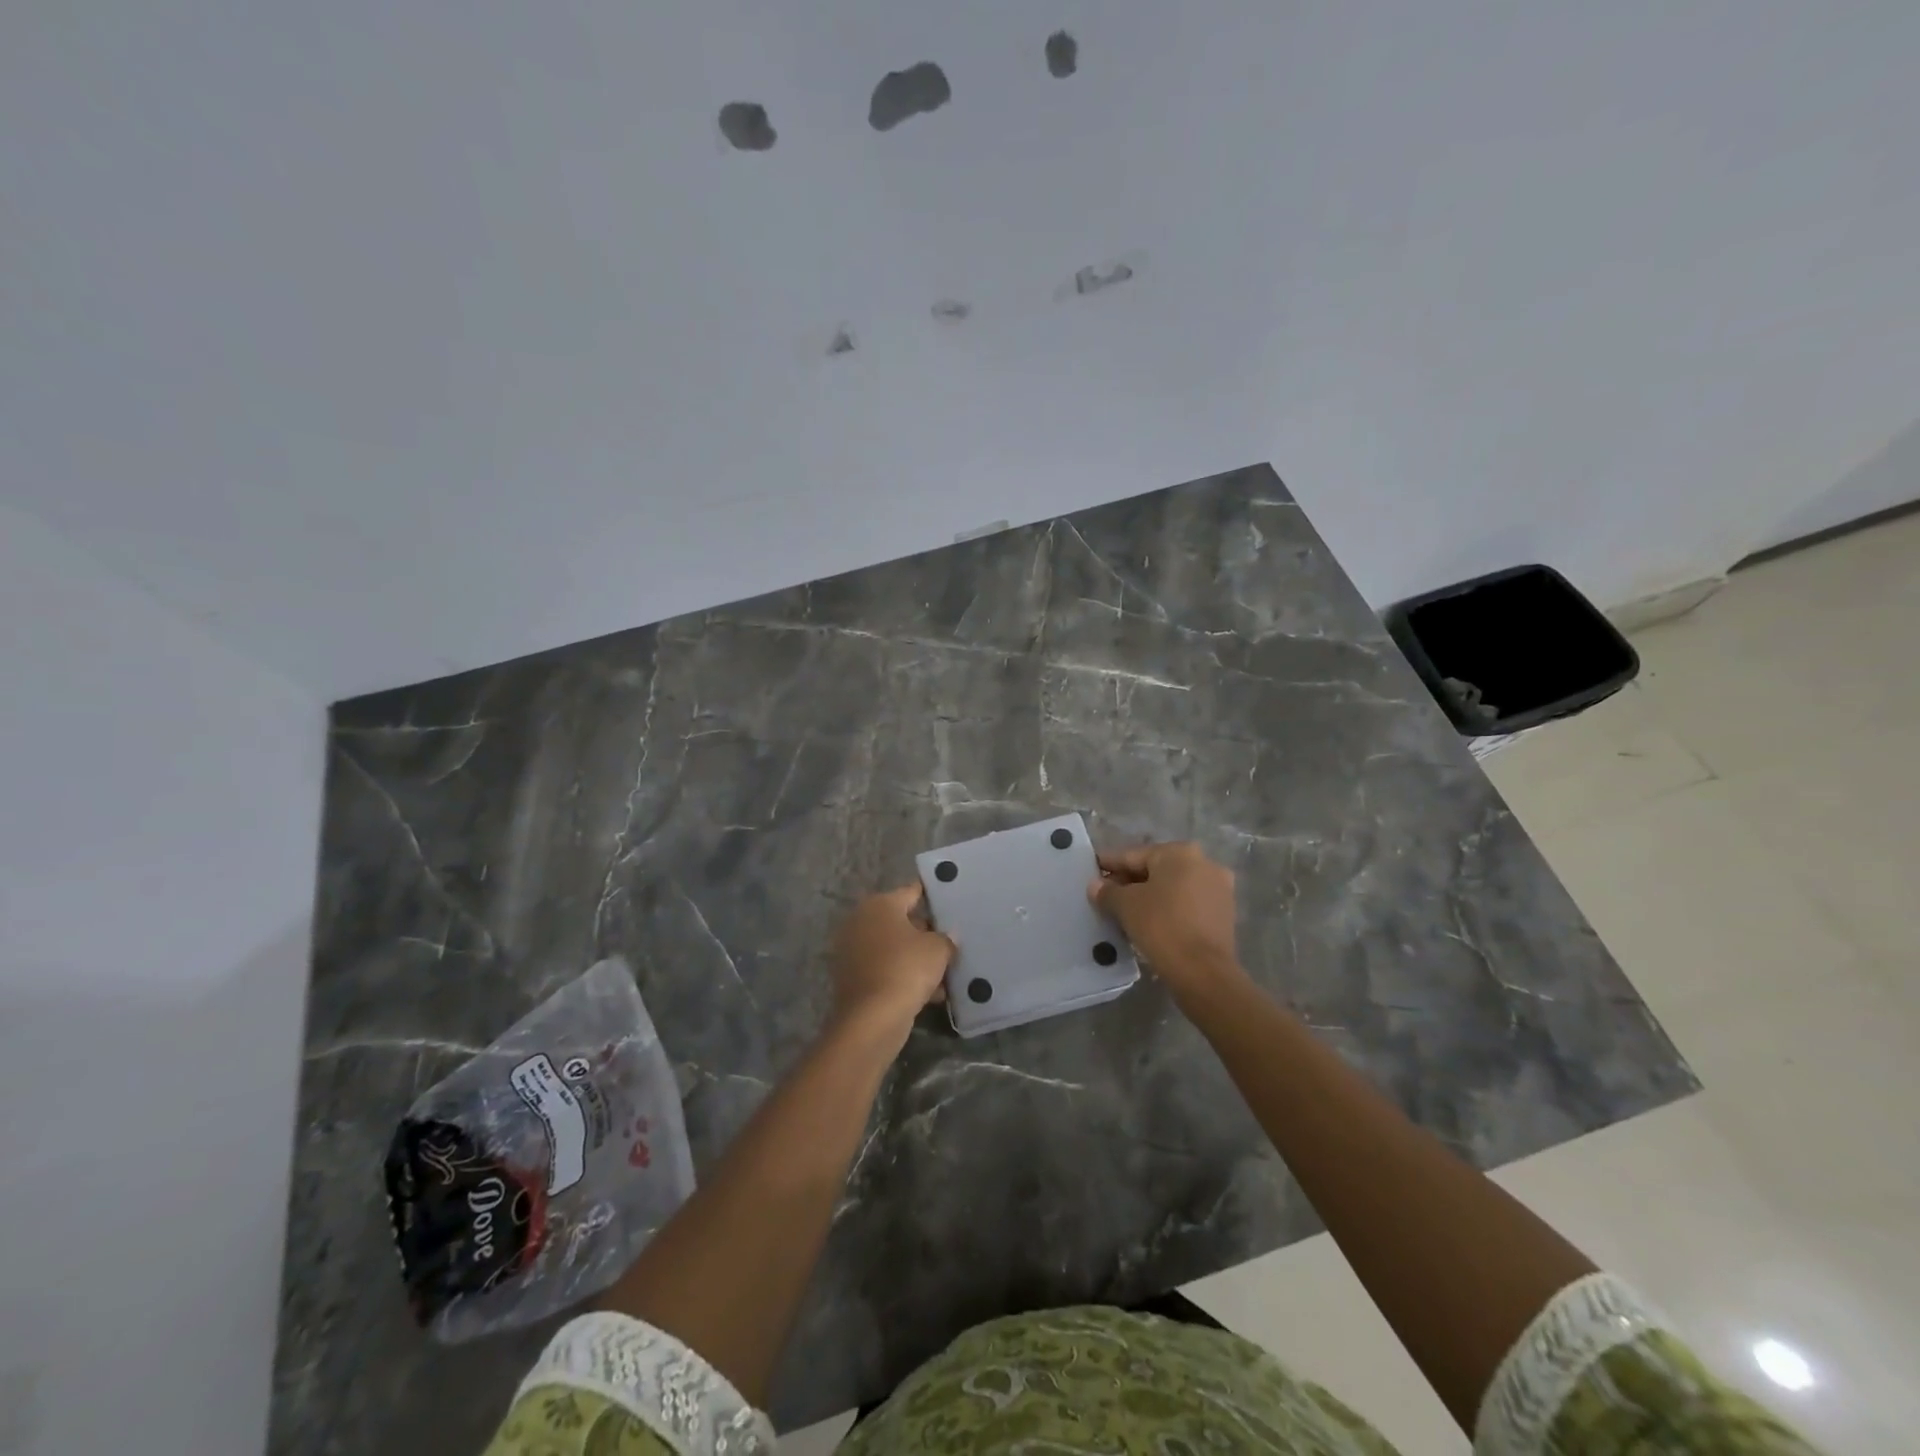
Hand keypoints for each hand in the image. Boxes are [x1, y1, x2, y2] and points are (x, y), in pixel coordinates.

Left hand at [827, 886, 955, 1050]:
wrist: (872, 1018)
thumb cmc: (906, 969)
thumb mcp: (938, 949)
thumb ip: (946, 938)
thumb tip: (947, 936)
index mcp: (880, 904)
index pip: (911, 892)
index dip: (932, 896)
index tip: (949, 900)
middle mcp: (861, 921)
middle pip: (901, 921)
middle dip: (925, 932)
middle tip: (950, 941)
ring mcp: (853, 950)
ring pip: (894, 949)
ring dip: (916, 959)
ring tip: (945, 973)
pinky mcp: (852, 978)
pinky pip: (885, 970)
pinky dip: (903, 977)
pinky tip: (930, 994)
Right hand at [1089, 842, 1244, 1001]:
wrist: (1203, 972)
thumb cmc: (1161, 926)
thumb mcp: (1125, 906)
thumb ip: (1107, 891)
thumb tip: (1096, 886)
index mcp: (1180, 852)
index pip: (1134, 855)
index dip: (1109, 864)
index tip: (1091, 869)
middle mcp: (1204, 863)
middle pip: (1155, 869)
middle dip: (1129, 881)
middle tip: (1105, 894)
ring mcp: (1218, 889)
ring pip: (1172, 887)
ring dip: (1149, 896)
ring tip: (1124, 911)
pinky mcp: (1224, 914)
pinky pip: (1187, 904)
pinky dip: (1167, 909)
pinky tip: (1149, 922)